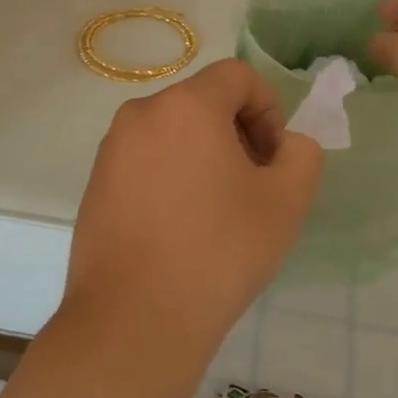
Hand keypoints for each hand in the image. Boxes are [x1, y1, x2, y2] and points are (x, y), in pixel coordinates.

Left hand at [64, 59, 324, 355]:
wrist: (134, 320)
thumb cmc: (218, 251)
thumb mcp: (287, 200)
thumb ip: (302, 154)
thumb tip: (287, 145)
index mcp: (186, 105)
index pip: (238, 77)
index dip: (268, 110)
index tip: (274, 160)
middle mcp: (141, 114)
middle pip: (204, 102)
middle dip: (238, 134)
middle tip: (254, 187)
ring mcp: (111, 150)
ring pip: (174, 133)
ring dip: (205, 156)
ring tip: (218, 212)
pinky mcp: (95, 186)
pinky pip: (146, 161)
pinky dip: (172, 177)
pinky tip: (182, 229)